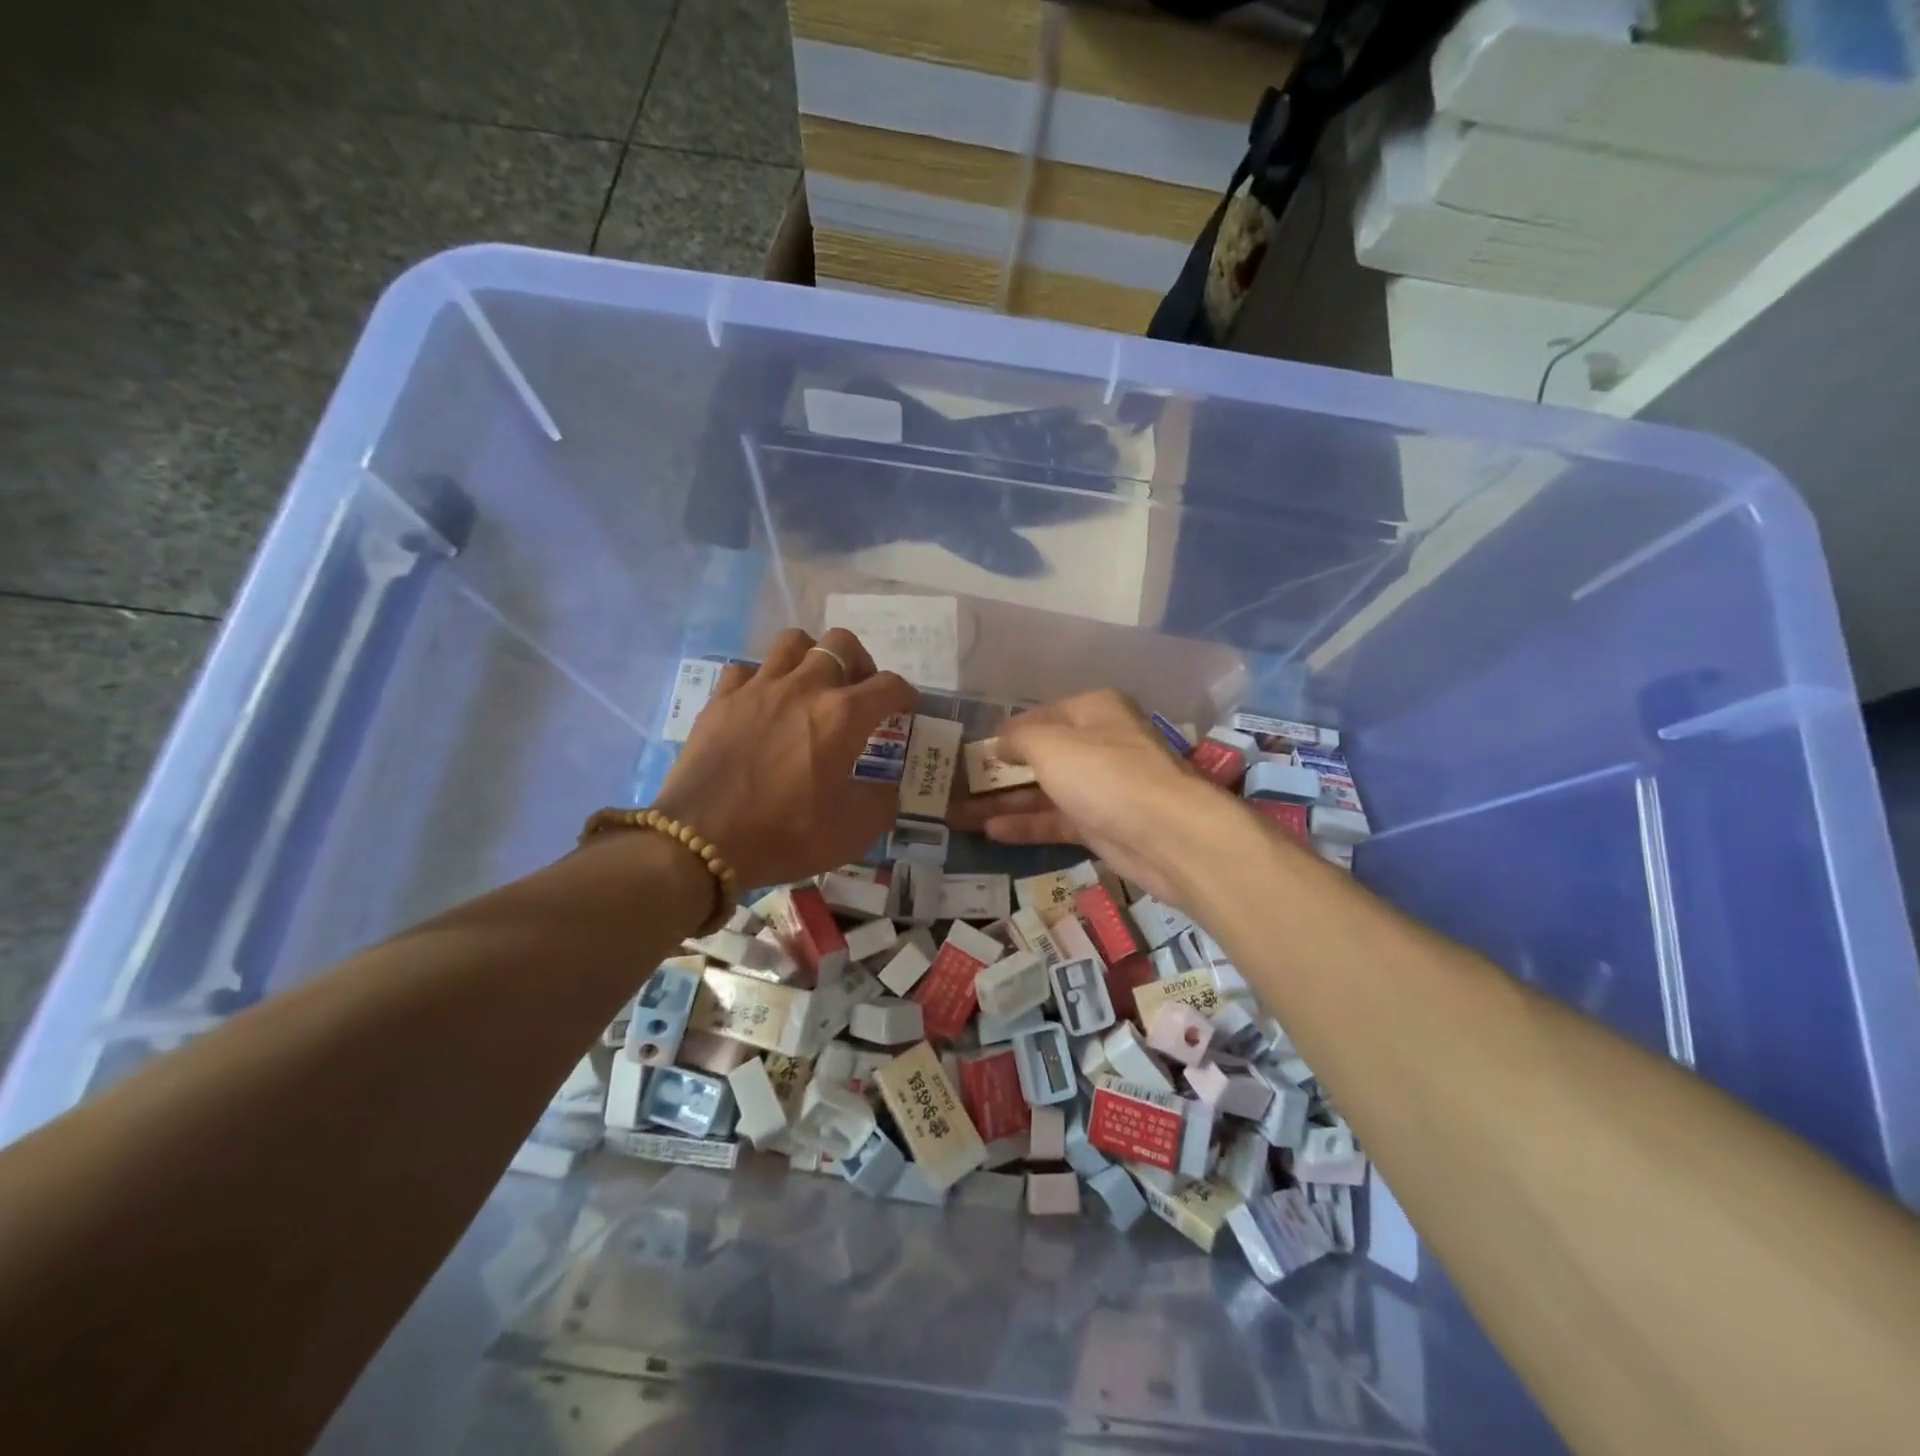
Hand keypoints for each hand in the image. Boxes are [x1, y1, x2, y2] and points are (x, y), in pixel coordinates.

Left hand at [652, 628, 916, 887]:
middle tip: (858, 692)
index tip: (905, 708)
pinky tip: (763, 703)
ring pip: (793, 642)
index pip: (889, 685)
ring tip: (812, 686)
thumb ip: (882, 803)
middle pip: (841, 644)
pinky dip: (762, 679)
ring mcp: (758, 687)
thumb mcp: (852, 832)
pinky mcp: (722, 699)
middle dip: (860, 662)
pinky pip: (746, 668)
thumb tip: (887, 789)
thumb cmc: (784, 835)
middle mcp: (804, 687)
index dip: (905, 695)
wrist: (700, 842)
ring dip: (811, 658)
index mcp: (843, 716)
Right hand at [946, 690, 1230, 906]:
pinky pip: (1056, 820)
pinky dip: (1026, 824)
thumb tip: (1001, 741)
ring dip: (1004, 802)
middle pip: (1041, 755)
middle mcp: (1099, 744)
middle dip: (999, 771)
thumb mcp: (1051, 745)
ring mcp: (1101, 787)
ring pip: (1044, 791)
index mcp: (1094, 711)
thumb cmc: (1105, 773)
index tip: (972, 749)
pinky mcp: (1101, 825)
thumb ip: (1019, 739)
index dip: (1006, 731)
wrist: (1168, 835)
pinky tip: (989, 831)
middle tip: (958, 784)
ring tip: (958, 812)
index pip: (1040, 716)